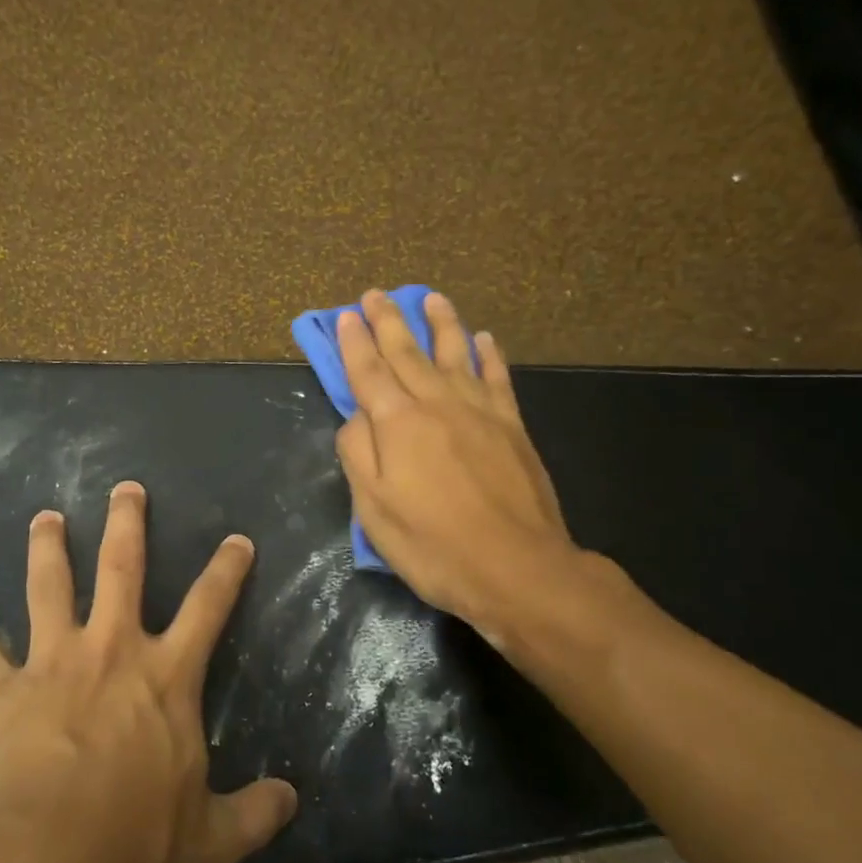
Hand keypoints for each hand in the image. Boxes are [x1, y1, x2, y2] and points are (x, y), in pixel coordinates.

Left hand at [0, 482, 297, 862]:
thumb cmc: (133, 849)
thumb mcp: (209, 840)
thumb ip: (253, 815)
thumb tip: (291, 800)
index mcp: (166, 678)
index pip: (209, 607)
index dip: (227, 570)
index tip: (236, 539)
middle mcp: (111, 652)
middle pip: (121, 568)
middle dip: (126, 523)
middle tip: (125, 488)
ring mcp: (52, 664)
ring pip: (48, 587)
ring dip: (47, 548)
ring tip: (45, 518)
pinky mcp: (1, 691)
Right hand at [335, 290, 617, 660]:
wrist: (516, 568)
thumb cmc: (433, 544)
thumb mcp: (373, 509)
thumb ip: (357, 454)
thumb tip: (356, 417)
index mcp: (397, 423)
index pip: (368, 371)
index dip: (354, 342)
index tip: (345, 315)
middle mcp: (437, 403)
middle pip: (407, 352)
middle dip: (387, 321)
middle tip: (375, 294)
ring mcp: (479, 411)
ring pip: (455, 353)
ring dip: (440, 323)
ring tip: (430, 298)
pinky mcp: (512, 426)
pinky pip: (497, 377)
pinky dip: (489, 354)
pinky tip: (484, 338)